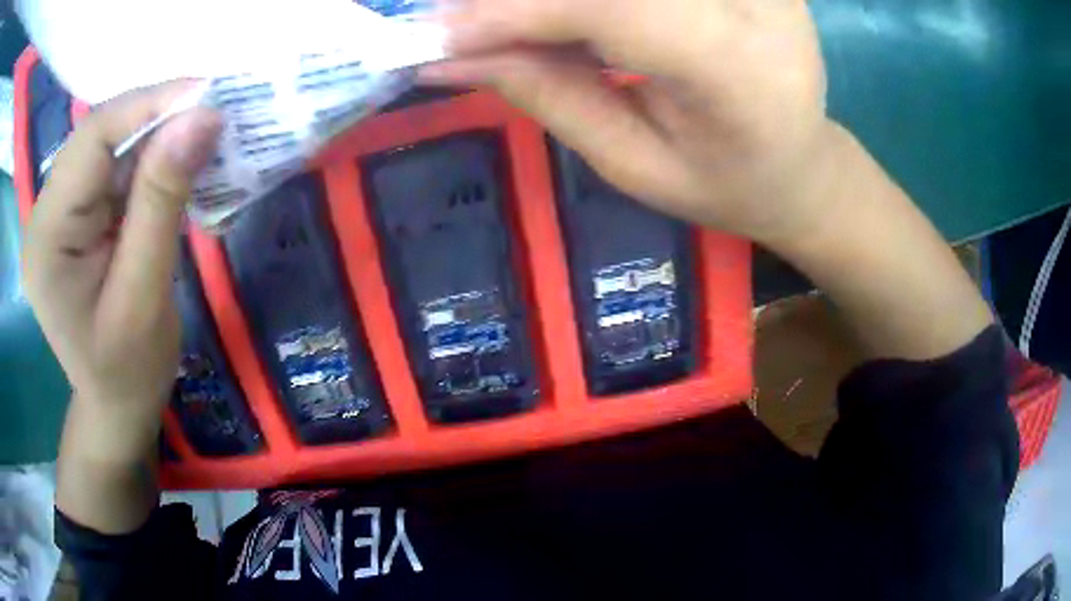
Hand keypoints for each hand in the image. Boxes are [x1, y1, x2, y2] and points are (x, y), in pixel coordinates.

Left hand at [22, 81, 220, 460]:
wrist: (117, 406)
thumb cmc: (129, 371)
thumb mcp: (144, 296)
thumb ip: (161, 204)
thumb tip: (202, 118)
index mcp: (46, 237)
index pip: (90, 140)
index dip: (146, 105)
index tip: (207, 95)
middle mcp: (46, 213)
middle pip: (97, 134)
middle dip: (153, 116)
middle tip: (209, 113)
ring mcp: (60, 212)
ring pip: (108, 144)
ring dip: (154, 134)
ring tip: (199, 136)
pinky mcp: (76, 215)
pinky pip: (113, 166)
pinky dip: (148, 157)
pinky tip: (175, 164)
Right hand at [422, 0, 831, 244]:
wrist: (802, 162)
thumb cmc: (725, 183)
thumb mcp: (633, 164)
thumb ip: (547, 95)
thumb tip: (451, 54)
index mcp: (739, 74)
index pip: (616, 9)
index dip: (518, 11)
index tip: (441, 36)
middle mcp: (758, 5)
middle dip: (525, 0)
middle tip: (465, 24)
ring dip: (556, 0)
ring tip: (511, 22)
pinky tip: (567, 17)